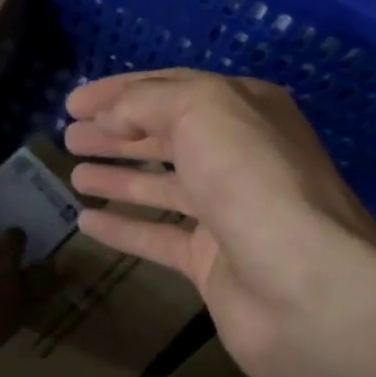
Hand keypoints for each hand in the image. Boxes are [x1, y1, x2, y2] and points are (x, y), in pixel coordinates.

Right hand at [64, 70, 375, 376]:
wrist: (307, 288)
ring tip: (72, 171)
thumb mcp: (203, 110)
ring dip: (119, 175)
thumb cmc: (253, 179)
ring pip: (163, 185)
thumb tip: (112, 115)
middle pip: (168, 136)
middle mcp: (240, 155)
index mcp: (245, 109)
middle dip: (117, 132)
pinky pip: (160, 237)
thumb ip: (150, 101)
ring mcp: (228, 212)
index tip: (74, 101)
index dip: (121, 91)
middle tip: (68, 135)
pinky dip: (125, 227)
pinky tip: (87, 222)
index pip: (174, 88)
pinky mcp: (214, 263)